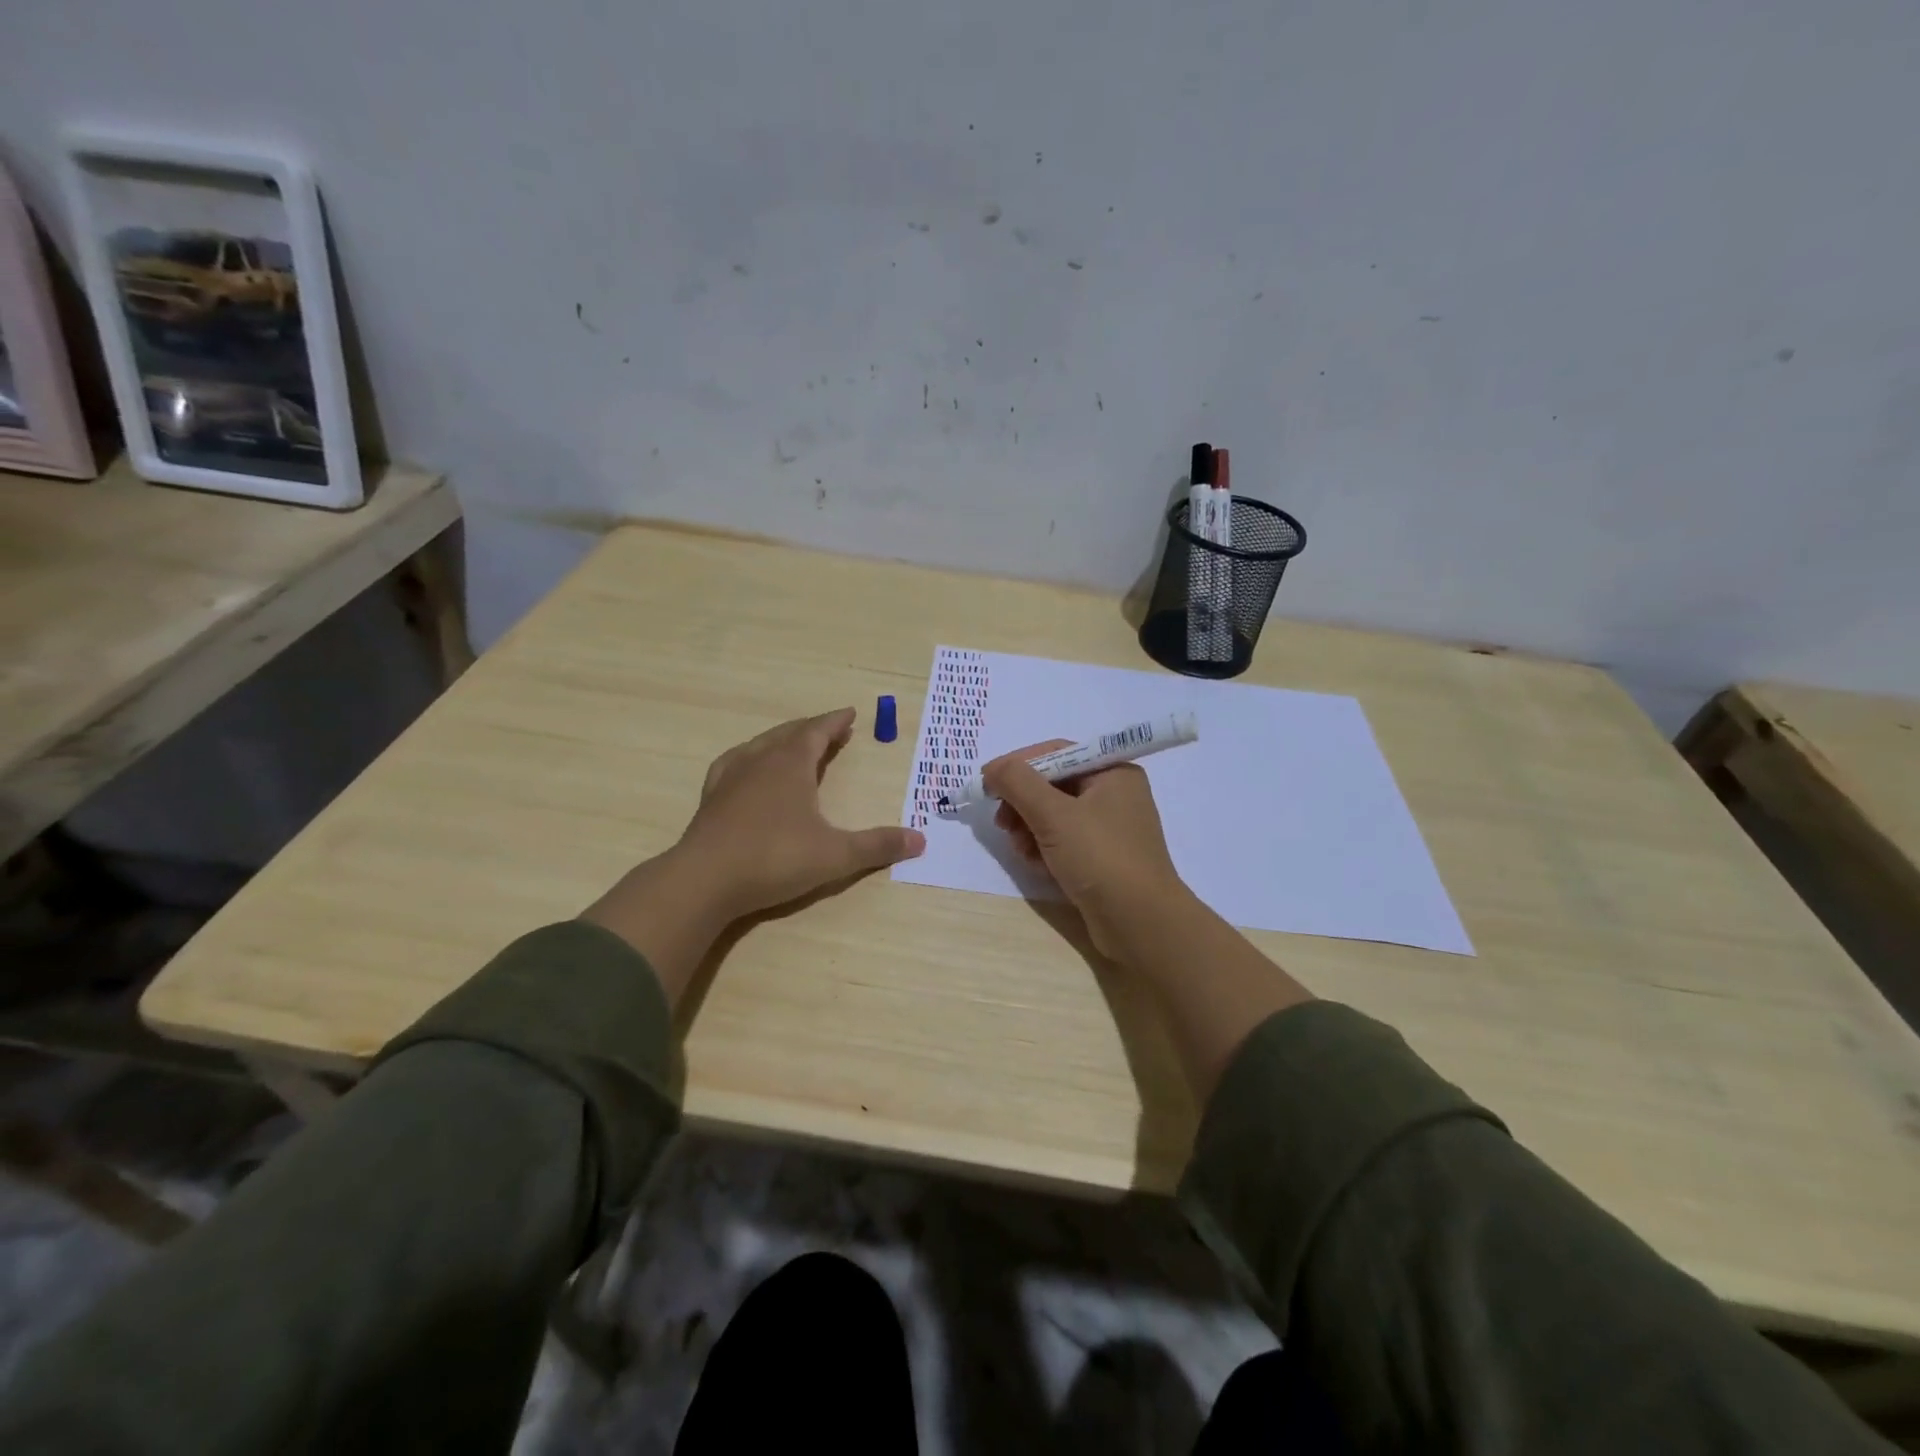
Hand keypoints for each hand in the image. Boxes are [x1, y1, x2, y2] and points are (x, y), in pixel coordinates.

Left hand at [583, 708, 924, 1003]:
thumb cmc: (775, 859)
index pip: (817, 732)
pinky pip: (733, 763)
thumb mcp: (836, 855)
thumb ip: (878, 845)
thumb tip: (921, 840)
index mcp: (791, 765)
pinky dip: (749, 757)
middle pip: (789, 734)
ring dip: (782, 740)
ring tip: (793, 743)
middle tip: (831, 730)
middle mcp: (760, 761)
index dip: (835, 722)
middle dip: (813, 729)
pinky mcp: (711, 799)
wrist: (704, 881)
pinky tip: (747, 768)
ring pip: (760, 745)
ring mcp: (730, 778)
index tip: (850, 713)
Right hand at [986, 741, 1190, 960]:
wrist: (1140, 923)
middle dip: (1023, 803)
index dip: (1018, 765)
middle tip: (1002, 823)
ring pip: (1055, 816)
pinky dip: (1045, 848)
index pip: (1056, 753)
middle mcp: (1114, 794)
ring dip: (1029, 828)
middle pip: (1053, 785)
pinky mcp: (1103, 858)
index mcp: (1112, 772)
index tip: (987, 783)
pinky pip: (1064, 841)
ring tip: (1020, 850)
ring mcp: (1110, 828)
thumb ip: (1018, 783)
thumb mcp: (1054, 815)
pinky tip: (1036, 865)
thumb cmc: (1100, 858)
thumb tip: (992, 767)